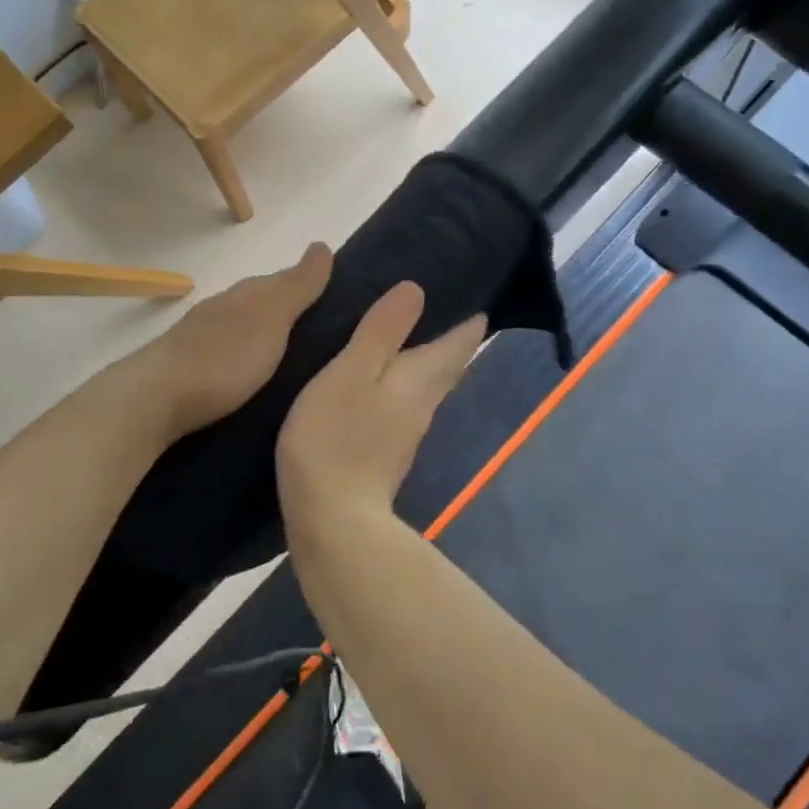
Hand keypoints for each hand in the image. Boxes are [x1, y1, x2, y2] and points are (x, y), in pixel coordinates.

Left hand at [137, 243, 332, 438]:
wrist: (155, 397)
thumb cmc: (224, 357)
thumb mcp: (271, 318)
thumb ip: (297, 287)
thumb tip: (322, 245)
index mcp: (247, 294)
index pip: (284, 279)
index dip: (308, 286)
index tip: (335, 299)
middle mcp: (224, 307)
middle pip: (262, 300)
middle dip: (288, 309)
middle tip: (320, 329)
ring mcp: (202, 335)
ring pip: (243, 325)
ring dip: (265, 333)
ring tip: (291, 355)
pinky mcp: (189, 365)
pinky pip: (229, 350)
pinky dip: (245, 354)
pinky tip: (252, 371)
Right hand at [276, 282, 485, 547]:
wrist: (332, 519)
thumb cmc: (335, 438)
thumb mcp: (350, 373)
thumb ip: (381, 332)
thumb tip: (416, 289)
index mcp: (418, 380)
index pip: (457, 344)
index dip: (469, 321)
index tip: (477, 297)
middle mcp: (422, 405)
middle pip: (447, 368)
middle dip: (453, 341)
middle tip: (447, 311)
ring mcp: (405, 434)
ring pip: (426, 387)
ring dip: (427, 362)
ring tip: (410, 338)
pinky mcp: (385, 455)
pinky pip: (403, 406)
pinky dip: (401, 386)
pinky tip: (381, 385)